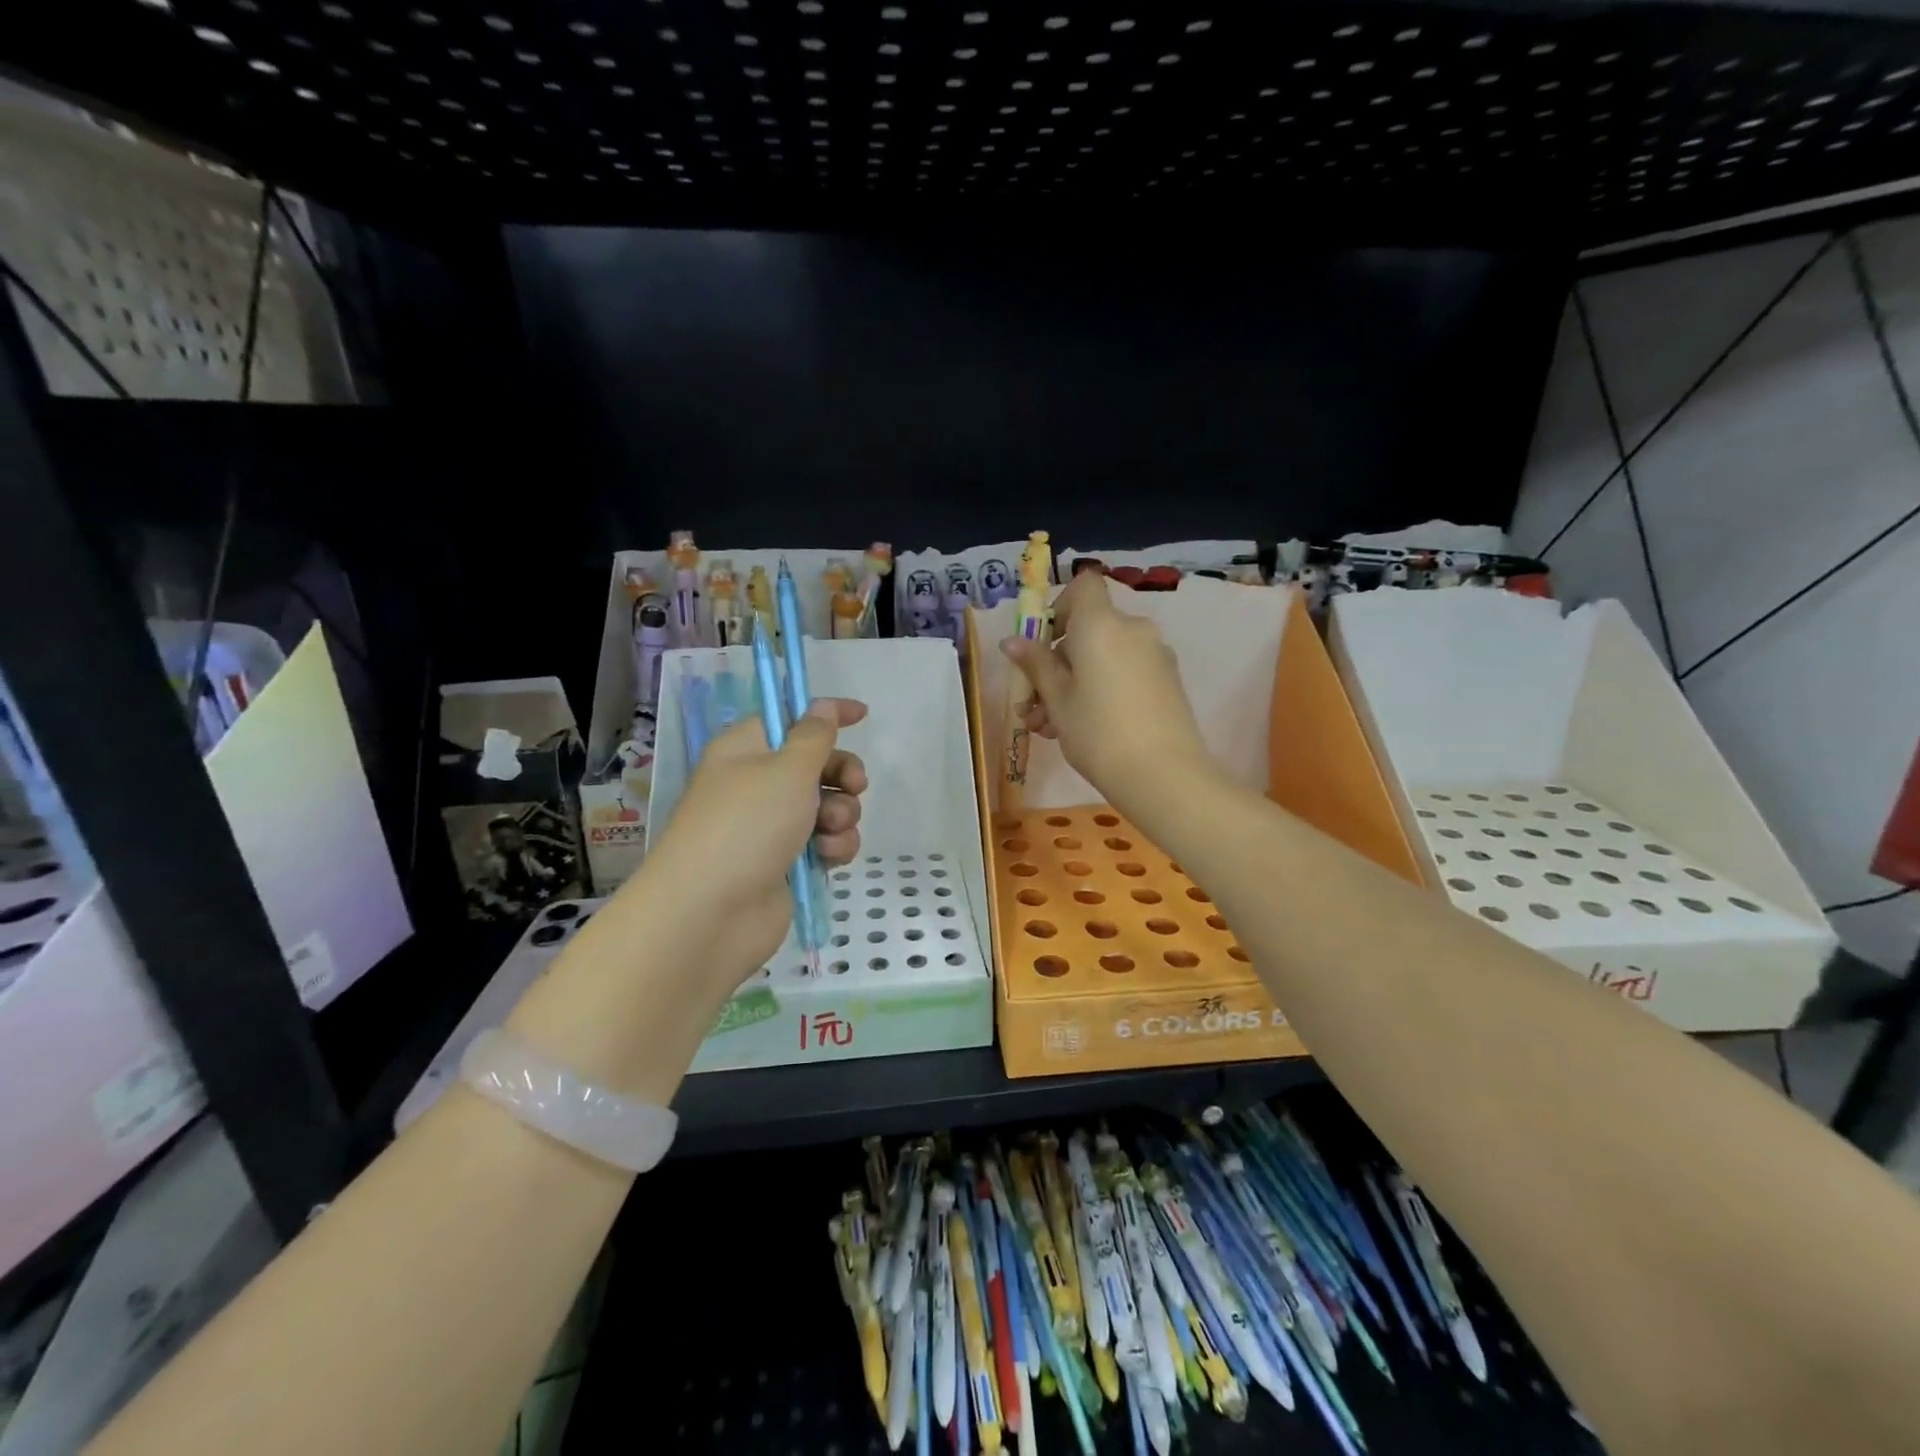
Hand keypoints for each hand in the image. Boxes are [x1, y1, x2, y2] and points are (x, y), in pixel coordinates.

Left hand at [640, 698, 868, 989]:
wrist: (711, 914)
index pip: (789, 718)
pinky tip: (828, 857)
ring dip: (841, 814)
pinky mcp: (785, 863)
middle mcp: (757, 784)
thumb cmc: (747, 826)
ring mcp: (771, 826)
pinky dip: (833, 846)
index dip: (825, 714)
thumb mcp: (787, 769)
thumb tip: (822, 706)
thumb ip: (814, 735)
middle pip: (815, 764)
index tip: (863, 715)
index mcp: (746, 750)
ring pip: (826, 806)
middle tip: (854, 786)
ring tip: (830, 830)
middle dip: (842, 774)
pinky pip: (824, 842)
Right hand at [1000, 571, 1209, 794]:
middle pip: (1089, 630)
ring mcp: (1155, 656)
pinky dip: (1101, 690)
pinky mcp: (1167, 682)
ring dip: (1074, 684)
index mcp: (1102, 624)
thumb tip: (1013, 640)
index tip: (1043, 645)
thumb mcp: (1057, 699)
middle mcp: (1133, 629)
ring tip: (1048, 727)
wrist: (1163, 776)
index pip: (1083, 586)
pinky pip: (1124, 673)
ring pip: (1104, 657)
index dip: (1060, 607)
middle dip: (1056, 663)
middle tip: (1032, 705)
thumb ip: (1036, 664)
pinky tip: (1081, 729)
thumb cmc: (1098, 731)